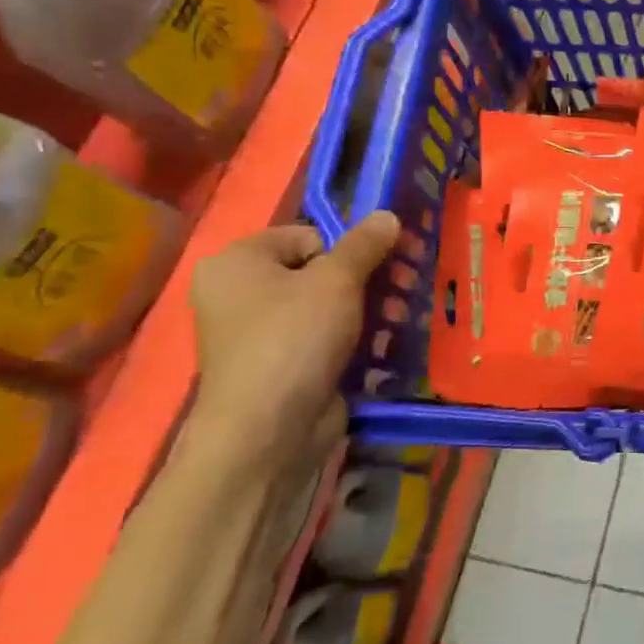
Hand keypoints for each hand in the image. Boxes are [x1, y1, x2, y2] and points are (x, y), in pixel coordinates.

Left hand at [185, 212, 400, 473]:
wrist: (269, 429)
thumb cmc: (295, 337)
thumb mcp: (338, 279)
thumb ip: (365, 244)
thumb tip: (387, 214)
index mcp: (237, 262)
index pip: (306, 235)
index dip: (348, 248)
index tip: (384, 263)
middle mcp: (239, 294)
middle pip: (319, 270)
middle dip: (368, 279)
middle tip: (406, 287)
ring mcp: (258, 334)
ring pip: (326, 306)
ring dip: (369, 309)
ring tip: (401, 319)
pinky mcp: (280, 366)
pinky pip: (323, 338)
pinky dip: (353, 338)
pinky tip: (382, 345)